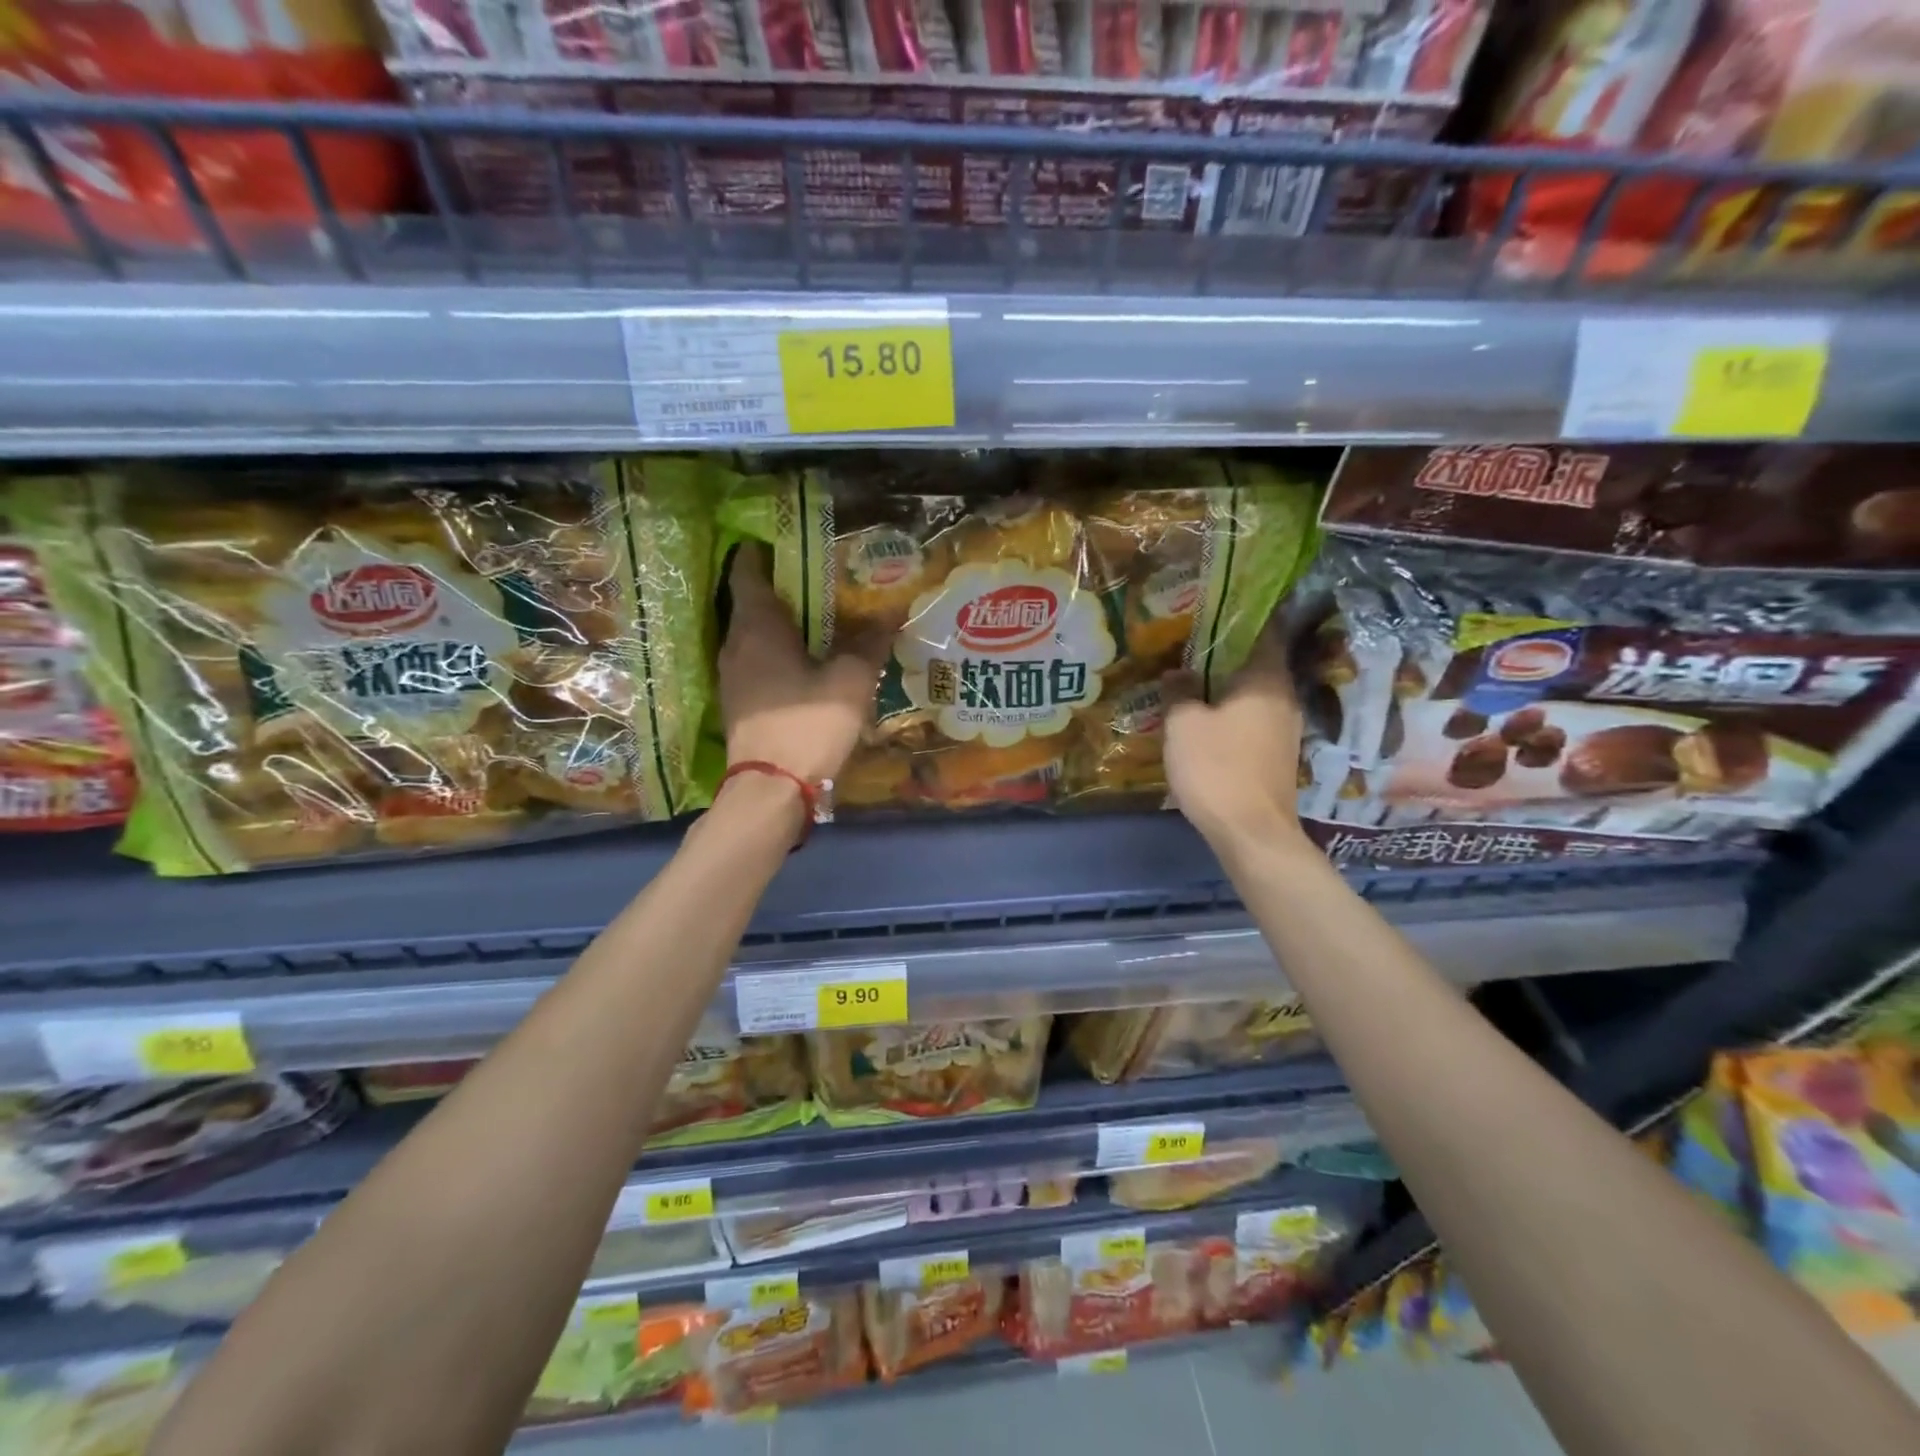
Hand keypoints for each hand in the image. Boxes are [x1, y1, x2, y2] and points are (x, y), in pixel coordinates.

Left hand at [719, 544, 887, 787]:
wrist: (771, 788)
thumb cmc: (808, 724)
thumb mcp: (850, 680)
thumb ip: (869, 643)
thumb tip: (890, 614)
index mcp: (757, 626)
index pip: (747, 570)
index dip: (763, 550)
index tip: (788, 542)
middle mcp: (735, 644)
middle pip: (752, 603)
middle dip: (783, 590)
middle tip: (821, 583)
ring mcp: (732, 676)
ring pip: (754, 635)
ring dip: (782, 626)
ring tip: (820, 623)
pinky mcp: (738, 703)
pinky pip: (756, 663)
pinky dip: (778, 655)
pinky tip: (806, 665)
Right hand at [1161, 625, 1304, 848]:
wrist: (1251, 831)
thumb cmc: (1217, 767)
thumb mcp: (1184, 724)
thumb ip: (1179, 691)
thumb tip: (1178, 672)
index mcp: (1267, 679)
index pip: (1265, 629)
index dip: (1241, 615)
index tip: (1214, 607)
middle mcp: (1284, 696)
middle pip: (1258, 660)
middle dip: (1227, 651)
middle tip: (1190, 642)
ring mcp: (1285, 727)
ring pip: (1255, 691)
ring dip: (1227, 683)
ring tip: (1192, 676)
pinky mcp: (1277, 752)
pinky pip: (1253, 716)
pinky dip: (1232, 709)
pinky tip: (1206, 715)